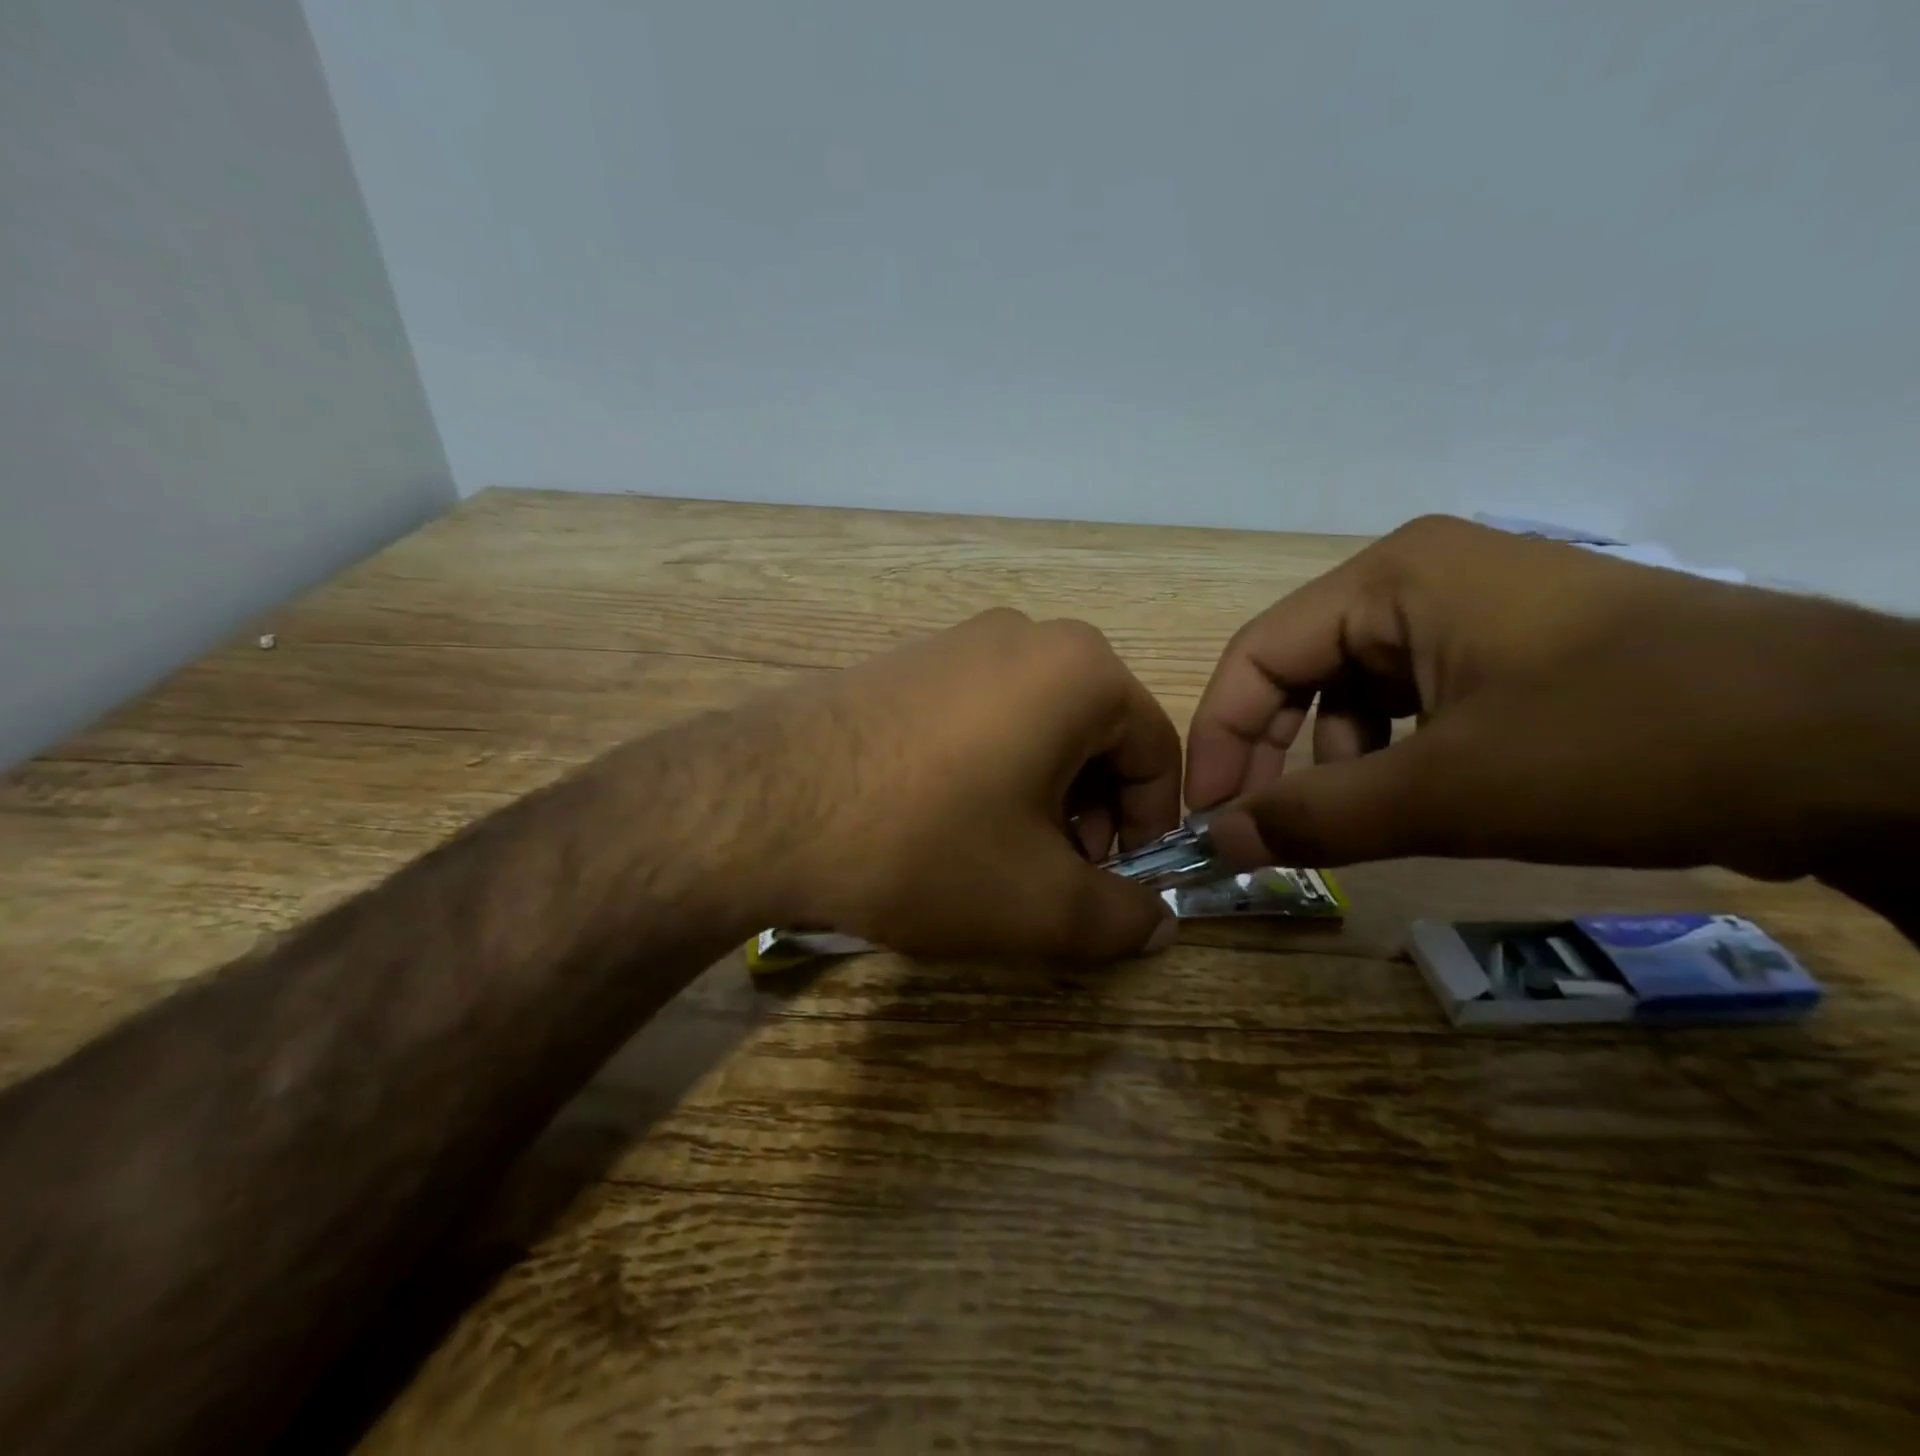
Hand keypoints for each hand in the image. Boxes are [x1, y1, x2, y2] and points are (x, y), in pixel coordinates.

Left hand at [750, 609, 1183, 958]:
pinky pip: (978, 715)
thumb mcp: (1040, 902)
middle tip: (1054, 874)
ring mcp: (956, 641)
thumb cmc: (926, 844)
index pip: (1155, 752)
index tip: (1114, 882)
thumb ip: (1122, 919)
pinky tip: (942, 820)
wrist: (763, 805)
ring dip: (1038, 793)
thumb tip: (1160, 925)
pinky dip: (987, 768)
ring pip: (1035, 726)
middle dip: (1090, 812)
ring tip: (996, 855)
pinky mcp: (903, 661)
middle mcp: (1025, 635)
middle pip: (1094, 735)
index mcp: (1080, 670)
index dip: (1148, 827)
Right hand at [1187, 515, 1918, 881]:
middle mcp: (1422, 580)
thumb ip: (1316, 818)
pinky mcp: (1518, 652)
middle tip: (1259, 830)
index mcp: (1392, 579)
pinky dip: (1394, 755)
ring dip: (1335, 762)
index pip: (1258, 655)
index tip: (1208, 817)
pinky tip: (1417, 799)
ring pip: (1357, 691)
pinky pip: (1417, 701)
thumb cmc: (1627, 745)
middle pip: (1301, 670)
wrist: (1867, 749)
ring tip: (1351, 824)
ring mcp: (1475, 613)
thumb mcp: (1448, 792)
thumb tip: (1217, 843)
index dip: (1220, 738)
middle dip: (1273, 753)